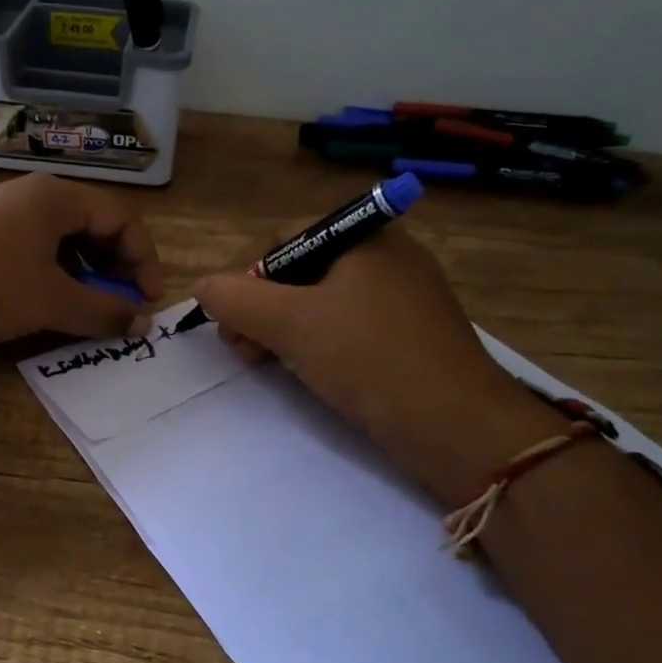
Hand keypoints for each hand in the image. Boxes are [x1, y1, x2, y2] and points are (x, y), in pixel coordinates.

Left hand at [0, 174, 164, 352]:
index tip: (149, 301)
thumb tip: (142, 323)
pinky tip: (50, 307)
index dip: (144, 259)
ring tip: (89, 310)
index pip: (121, 217)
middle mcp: (30, 198)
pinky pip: (33, 255)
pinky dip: (54, 279)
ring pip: (62, 243)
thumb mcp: (51, 301)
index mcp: (54, 197)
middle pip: (93, 226)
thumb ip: (103, 311)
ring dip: (86, 276)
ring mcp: (1, 219)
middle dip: (116, 268)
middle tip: (123, 306)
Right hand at [193, 226, 567, 504]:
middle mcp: (386, 256)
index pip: (284, 239)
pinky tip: (306, 374)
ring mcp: (401, 299)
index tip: (232, 322)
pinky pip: (347, 329)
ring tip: (266, 365)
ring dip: (282, 331)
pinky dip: (317, 346)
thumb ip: (235, 299)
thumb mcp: (290, 323)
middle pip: (300, 272)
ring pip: (321, 304)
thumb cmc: (370, 358)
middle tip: (244, 350)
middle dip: (261, 308)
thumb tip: (203, 286)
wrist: (458, 427)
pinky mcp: (408, 338)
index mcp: (365, 235)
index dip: (248, 277)